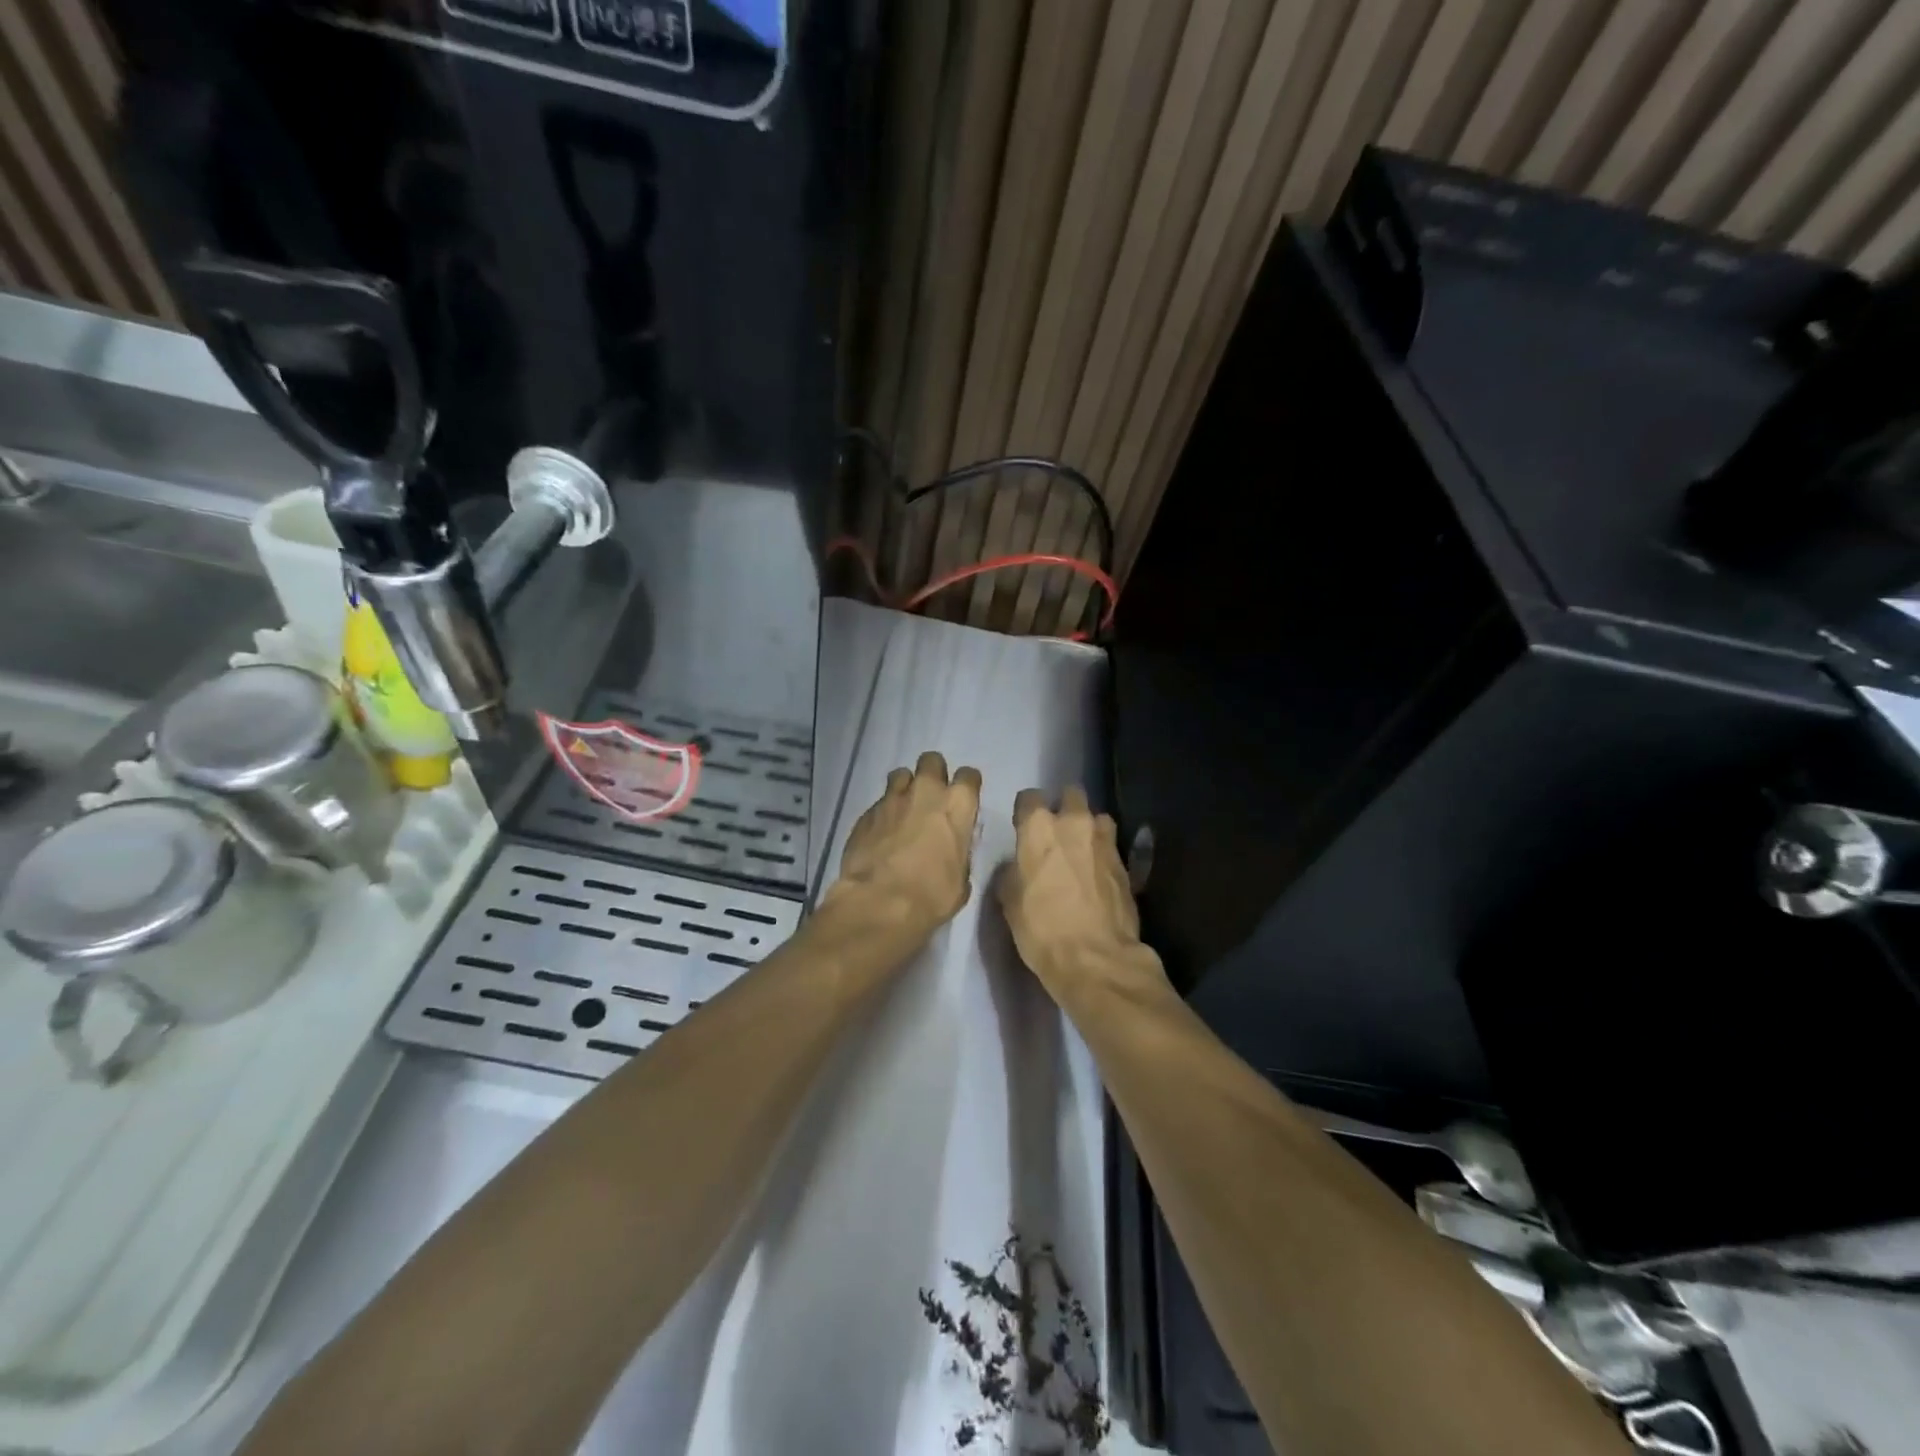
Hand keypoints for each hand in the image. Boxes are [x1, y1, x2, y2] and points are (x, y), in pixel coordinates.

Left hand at [828, 751, 981, 934]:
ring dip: (905, 788)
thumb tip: (953, 850)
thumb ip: (959, 852)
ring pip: (901, 774)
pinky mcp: (866, 812)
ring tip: (903, 810)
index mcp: (957, 805)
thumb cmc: (932, 894)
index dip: (966, 786)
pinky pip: (879, 802)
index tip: (962, 800)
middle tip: (931, 797)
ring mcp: (892, 799)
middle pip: (932, 761)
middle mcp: (926, 791)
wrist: (880, 902)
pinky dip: (884, 812)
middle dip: (933, 774)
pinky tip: (882, 833)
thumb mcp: (961, 879)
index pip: (969, 776)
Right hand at [998, 786, 1154, 1000]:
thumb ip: (1012, 872)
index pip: (1029, 797)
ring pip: (1097, 817)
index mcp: (1039, 827)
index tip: (1023, 827)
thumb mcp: (1009, 901)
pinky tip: (1096, 874)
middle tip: (1056, 832)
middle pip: (1072, 794)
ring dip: (1088, 828)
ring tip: (1082, 851)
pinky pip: (1111, 846)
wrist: (1096, 959)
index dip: (1025, 811)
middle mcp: (1074, 823)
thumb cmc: (1042, 929)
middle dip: (1064, 806)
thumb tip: (1017, 865)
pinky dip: (1102, 854)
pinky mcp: (1126, 863)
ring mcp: (1105, 841)